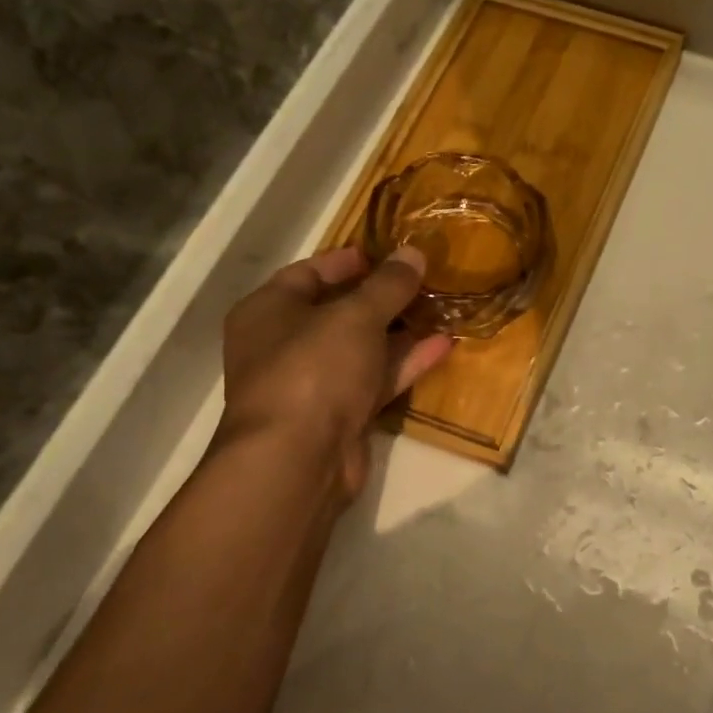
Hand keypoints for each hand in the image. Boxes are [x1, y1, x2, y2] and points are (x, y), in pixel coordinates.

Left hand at [216, 246, 452, 500]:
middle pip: (338, 311)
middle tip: (424, 280)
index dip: (348, 261)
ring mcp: (313, 383)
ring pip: (362, 347)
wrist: (298, 459)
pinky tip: (444, 344)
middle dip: (383, 297)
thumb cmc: (314, 369)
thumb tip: (414, 252)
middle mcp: (285, 345)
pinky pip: (376, 378)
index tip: (388, 254)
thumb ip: (388, 284)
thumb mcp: (355, 316)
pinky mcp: (341, 414)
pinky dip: (405, 362)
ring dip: (400, 330)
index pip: (308, 273)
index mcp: (268, 312)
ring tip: (441, 308)